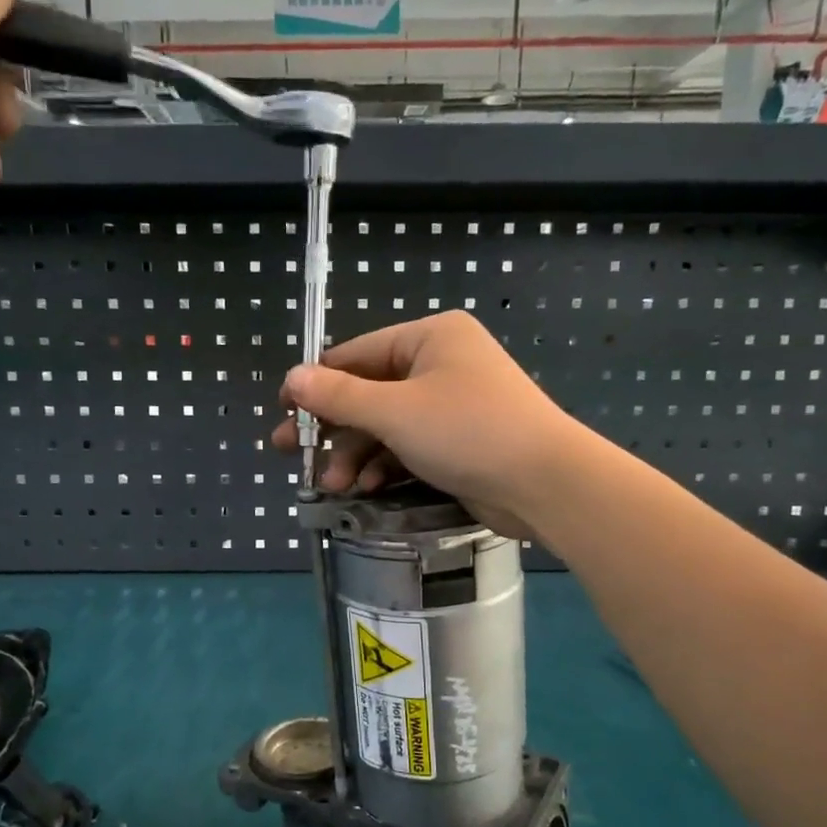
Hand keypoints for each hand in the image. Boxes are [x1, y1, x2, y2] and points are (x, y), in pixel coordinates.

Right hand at [272, 312, 592, 537]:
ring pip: (387, 425)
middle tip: (290, 452)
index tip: (281, 410)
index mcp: (430, 338)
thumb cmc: (468, 431)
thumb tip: (291, 378)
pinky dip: (386, 466)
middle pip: (369, 393)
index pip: (357, 354)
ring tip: (333, 486)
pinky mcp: (459, 443)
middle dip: (333, 428)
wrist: (545, 484)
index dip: (315, 383)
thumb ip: (339, 397)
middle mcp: (441, 364)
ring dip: (357, 455)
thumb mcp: (395, 412)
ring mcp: (452, 405)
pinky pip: (409, 447)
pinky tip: (366, 489)